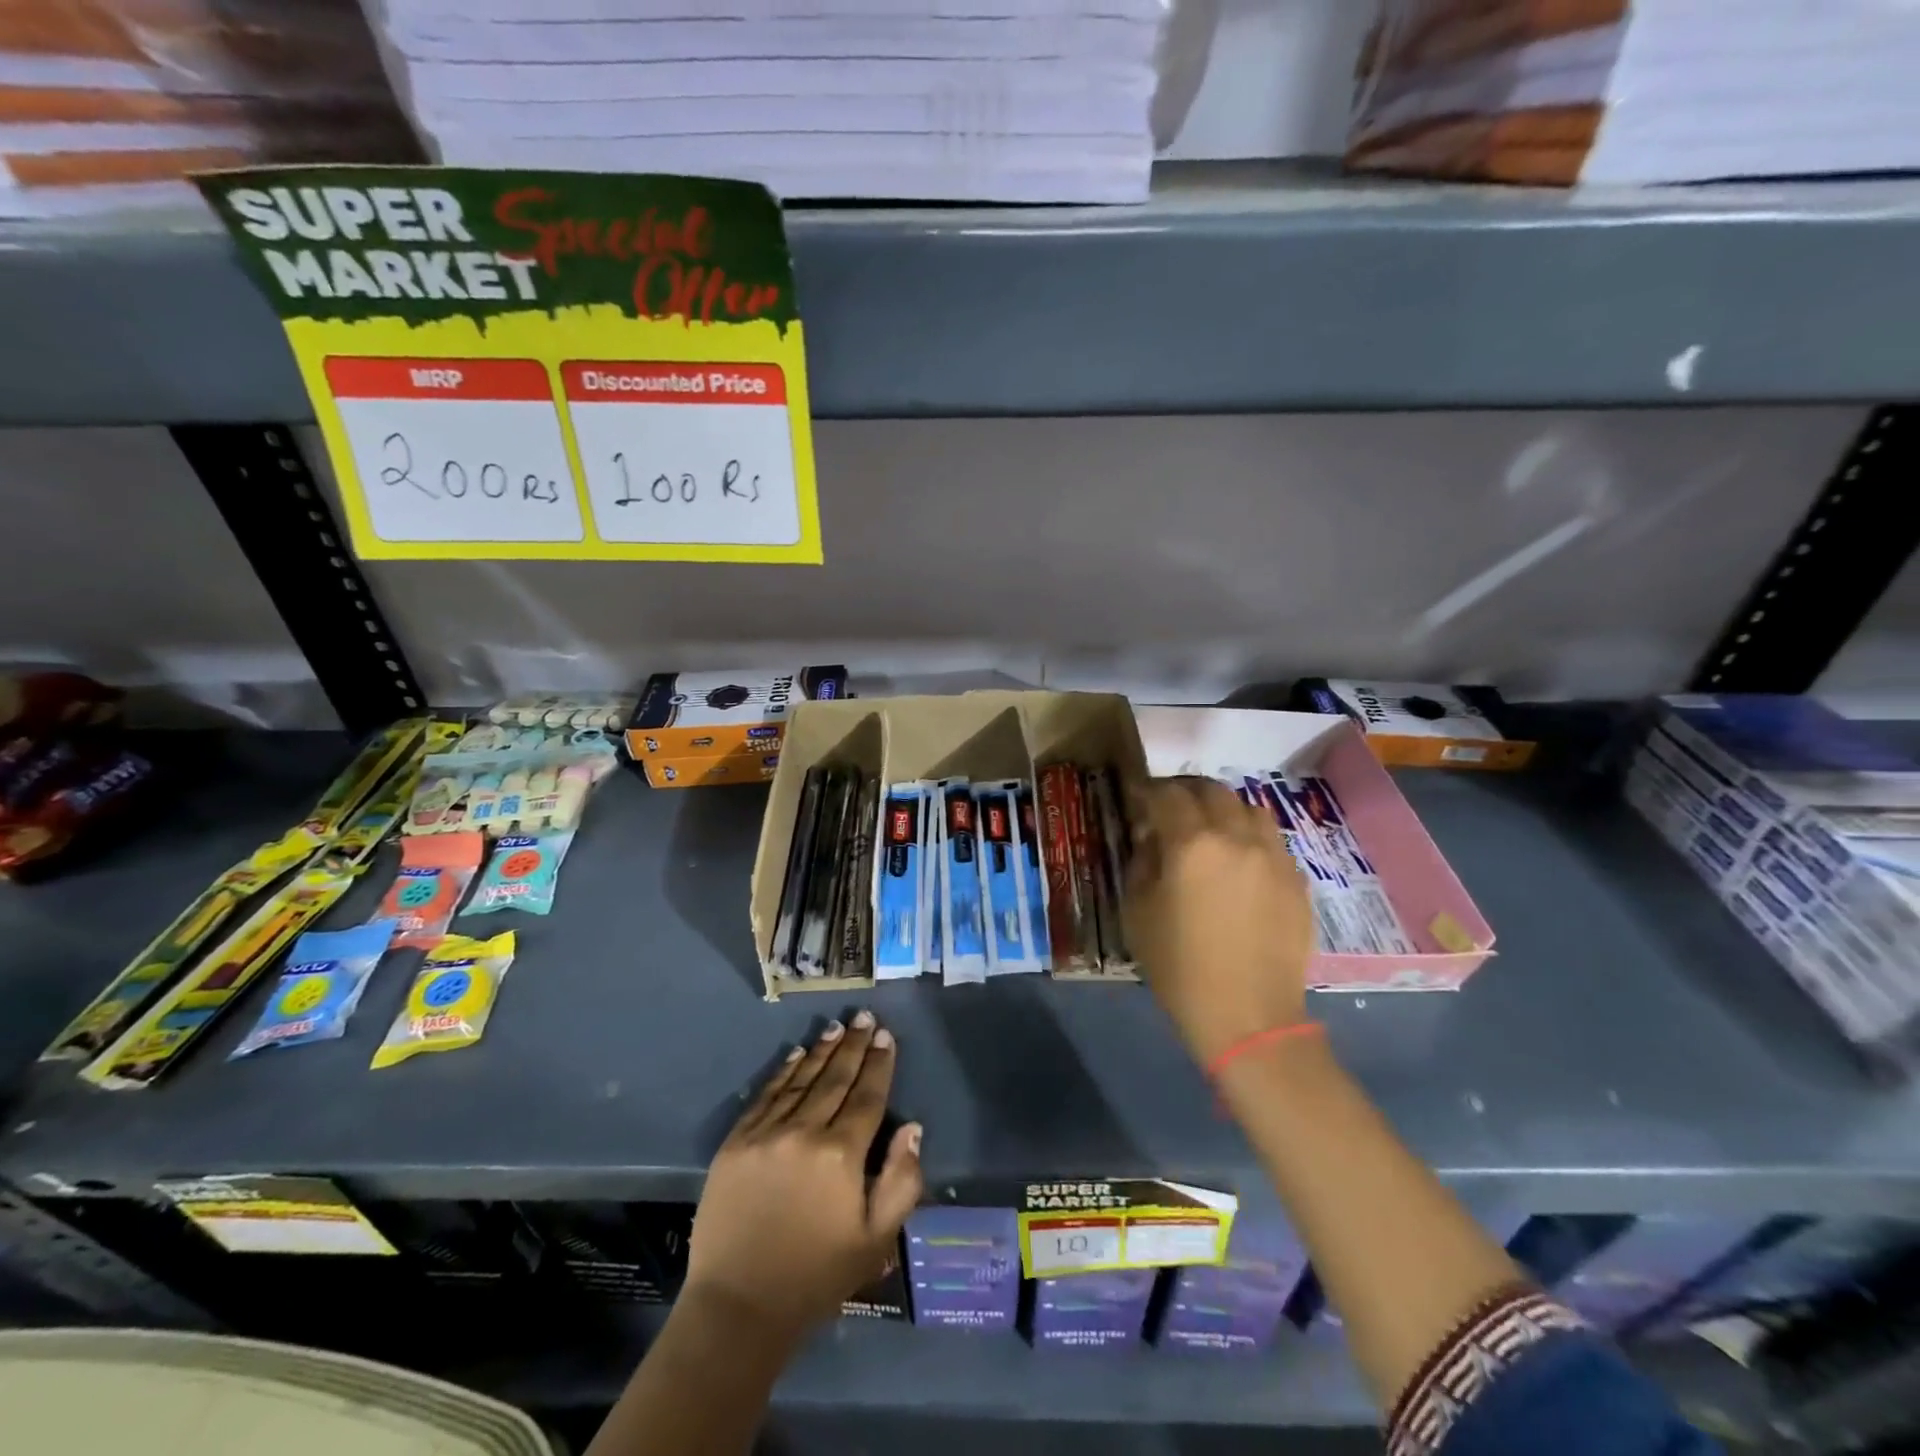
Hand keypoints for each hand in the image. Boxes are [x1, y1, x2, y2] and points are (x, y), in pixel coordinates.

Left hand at [684, 1012, 922, 1341]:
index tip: (885, 1036)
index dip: (878, 1064)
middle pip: (835, 1079)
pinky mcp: (736, 1143)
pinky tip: (796, 1055)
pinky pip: (765, 1096)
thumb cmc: (816, 1276)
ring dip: (821, 1051)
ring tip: (836, 1028)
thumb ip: (901, 1180)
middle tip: (863, 1017)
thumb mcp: (876, 1240)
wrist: (738, 1308)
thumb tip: (912, 1127)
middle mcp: (804, 1132)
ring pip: (801, 1081)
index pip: (867, 1096)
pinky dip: (783, 1072)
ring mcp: (765, 1134)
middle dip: (853, 1046)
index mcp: (841, 1155)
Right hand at [1124, 776, 1312, 1062]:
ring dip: (1224, 810)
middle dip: (1186, 793)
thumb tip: (1151, 838)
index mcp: (1191, 844)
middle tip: (1171, 810)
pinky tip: (1239, 863)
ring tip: (1211, 830)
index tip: (1137, 799)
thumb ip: (1142, 862)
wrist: (1248, 1015)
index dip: (1147, 792)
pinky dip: (1250, 838)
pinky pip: (1272, 841)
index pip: (1167, 795)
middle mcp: (1237, 837)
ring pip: (1250, 808)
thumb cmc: (1180, 967)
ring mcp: (1273, 856)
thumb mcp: (1137, 912)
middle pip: (1212, 790)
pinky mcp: (1296, 879)